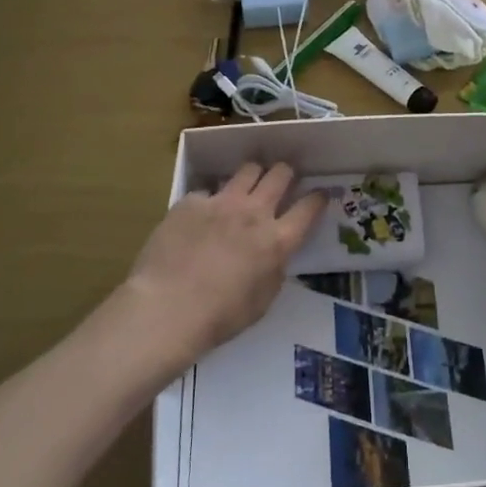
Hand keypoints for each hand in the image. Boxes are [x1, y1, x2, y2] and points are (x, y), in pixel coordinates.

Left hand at [123, 161, 324, 368]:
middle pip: (280, 173)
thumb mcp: (263, 300)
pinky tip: (201, 218)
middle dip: (286, 173)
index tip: (318, 196)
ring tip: (247, 187)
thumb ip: (274, 268)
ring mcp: (221, 202)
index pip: (309, 207)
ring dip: (254, 175)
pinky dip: (211, 201)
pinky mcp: (191, 201)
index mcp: (277, 240)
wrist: (166, 308)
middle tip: (282, 181)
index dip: (318, 198)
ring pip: (248, 169)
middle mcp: (254, 212)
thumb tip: (274, 254)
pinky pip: (208, 191)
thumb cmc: (220, 316)